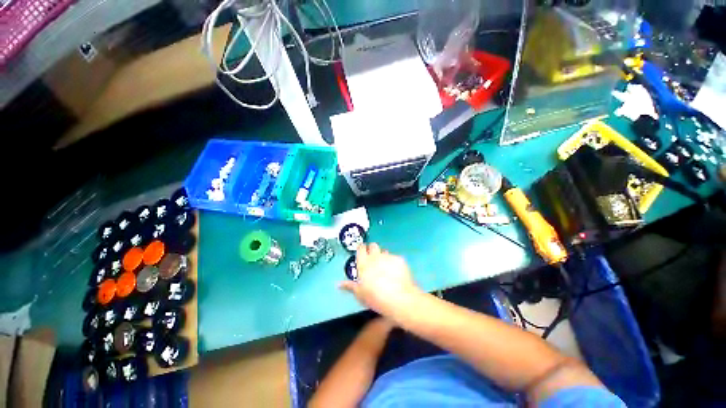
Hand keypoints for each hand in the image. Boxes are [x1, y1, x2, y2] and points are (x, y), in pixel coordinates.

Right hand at [340, 243, 420, 317]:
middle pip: (373, 245)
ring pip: (384, 251)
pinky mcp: (399, 259)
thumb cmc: (375, 297)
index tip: (362, 251)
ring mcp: (388, 257)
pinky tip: (396, 272)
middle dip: (372, 249)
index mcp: (364, 263)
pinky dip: (394, 263)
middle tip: (373, 258)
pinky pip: (395, 258)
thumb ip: (350, 286)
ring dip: (383, 256)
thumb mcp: (360, 294)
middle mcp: (375, 256)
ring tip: (386, 267)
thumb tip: (339, 284)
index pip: (361, 248)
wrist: (399, 298)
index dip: (361, 249)